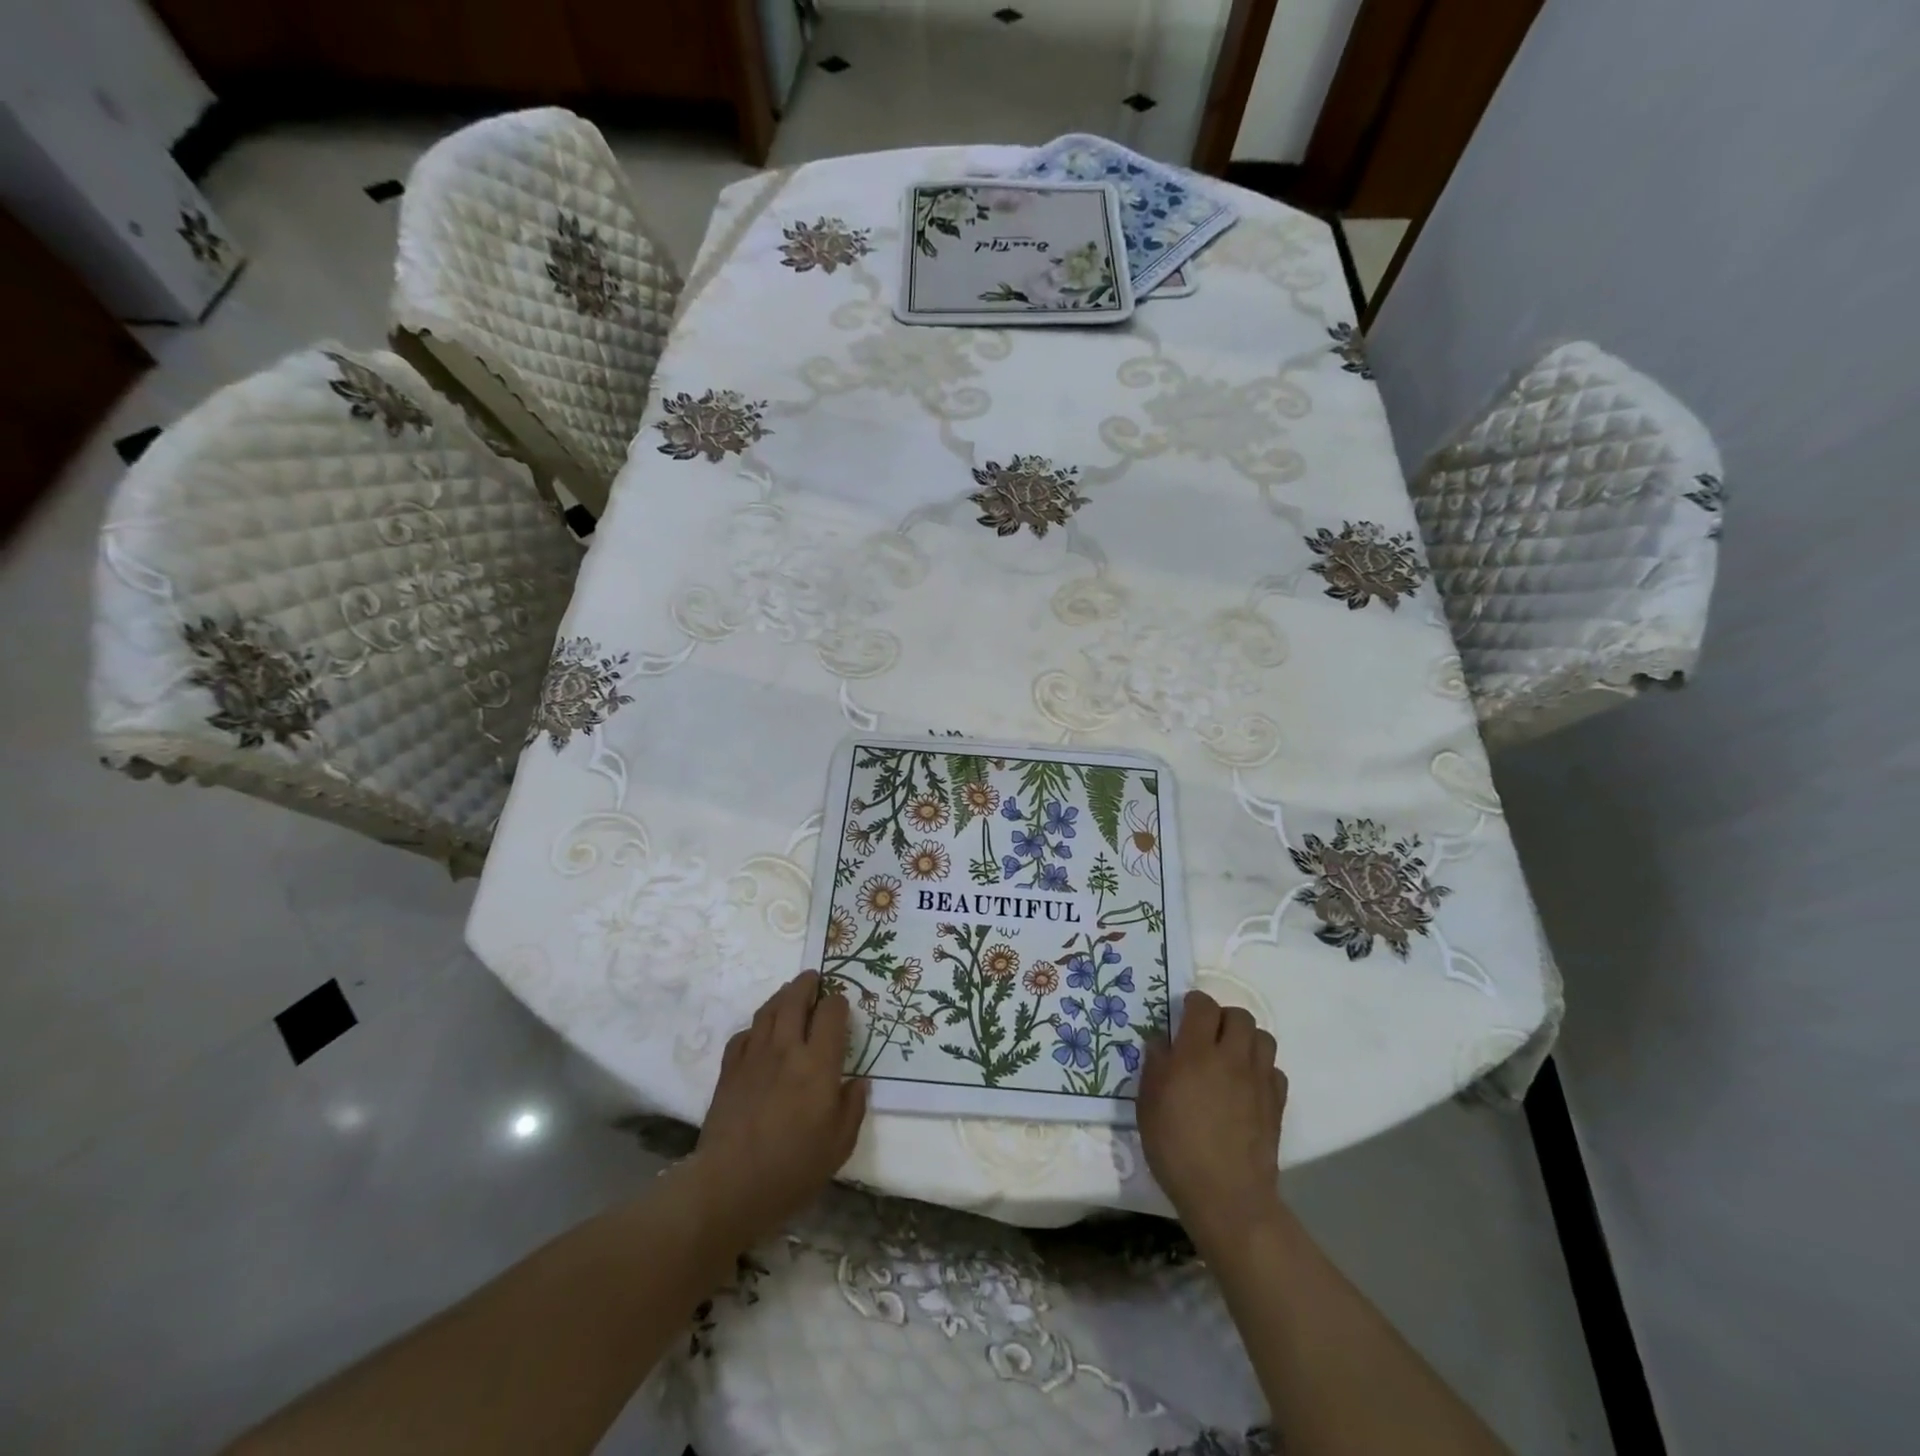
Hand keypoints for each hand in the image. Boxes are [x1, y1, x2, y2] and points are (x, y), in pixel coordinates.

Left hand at [686, 971, 867, 1249]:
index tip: (842, 1005)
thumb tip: (858, 1082)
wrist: (729, 1185)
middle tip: (814, 978)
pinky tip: (759, 1034)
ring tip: (789, 993)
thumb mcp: (839, 1145)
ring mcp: (754, 1057)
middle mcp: (786, 1049)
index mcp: (817, 1063)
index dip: (838, 1003)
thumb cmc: (792, 1168)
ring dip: (781, 996)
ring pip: (767, 1011)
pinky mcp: (729, 1071)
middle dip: (807, 984)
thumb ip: (852, 1107)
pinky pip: (743, 1035)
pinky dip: (755, 1027)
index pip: (831, 1014)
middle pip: (795, 1000)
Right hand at [1137, 990, 1286, 1247]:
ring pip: (1263, 1037)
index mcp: (1196, 1052)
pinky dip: (1262, 1070)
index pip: (1203, 1005)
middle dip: (1223, 1018)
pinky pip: (1275, 1070)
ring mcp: (1259, 1080)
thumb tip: (1162, 1041)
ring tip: (1230, 1058)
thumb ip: (1155, 1065)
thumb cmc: (1176, 1148)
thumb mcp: (1148, 1103)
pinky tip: (1247, 1087)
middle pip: (1239, 1015)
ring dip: (1246, 1040)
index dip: (1193, 1004)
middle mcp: (1231, 1057)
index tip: (1183, 1016)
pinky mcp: (1277, 1103)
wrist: (1226, 1195)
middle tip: (1207, 1037)